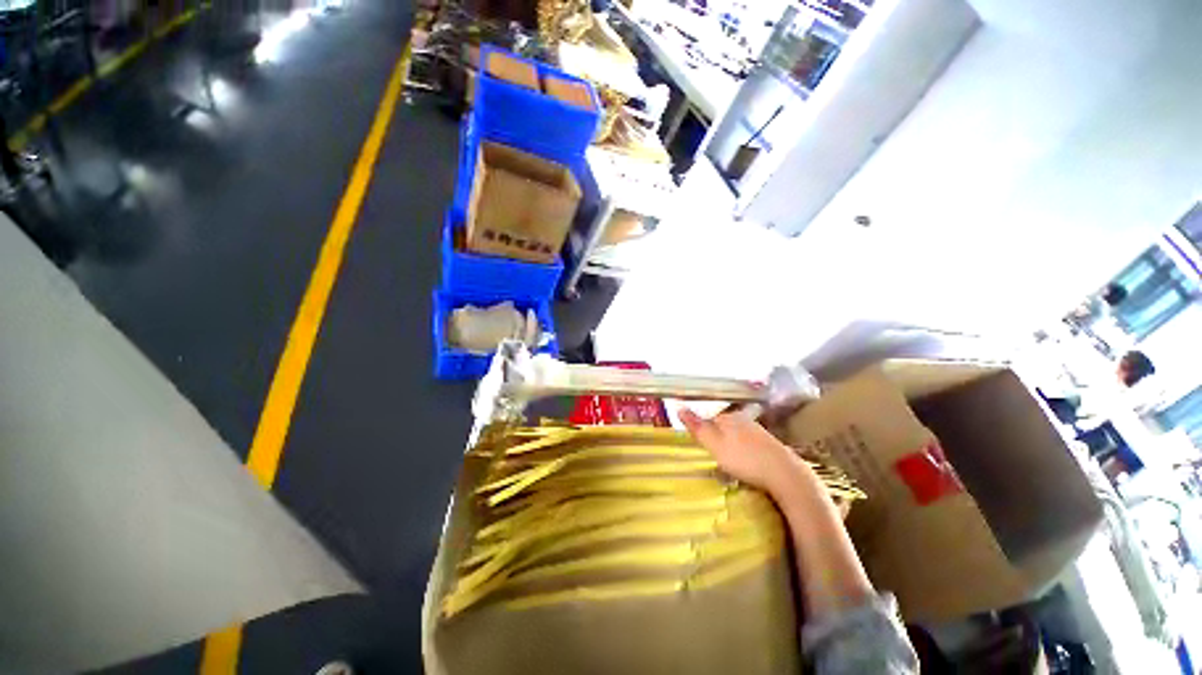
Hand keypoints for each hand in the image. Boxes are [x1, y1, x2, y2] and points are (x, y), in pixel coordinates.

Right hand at [679, 408, 801, 493]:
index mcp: (729, 417)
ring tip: (733, 466)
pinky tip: (749, 466)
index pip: (709, 421)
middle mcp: (744, 419)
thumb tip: (679, 408)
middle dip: (720, 441)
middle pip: (724, 428)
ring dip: (733, 449)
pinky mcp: (771, 445)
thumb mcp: (714, 444)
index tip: (705, 451)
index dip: (705, 435)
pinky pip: (751, 446)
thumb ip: (697, 427)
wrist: (784, 474)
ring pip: (738, 437)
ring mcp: (759, 431)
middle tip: (718, 461)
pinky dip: (747, 454)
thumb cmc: (744, 458)